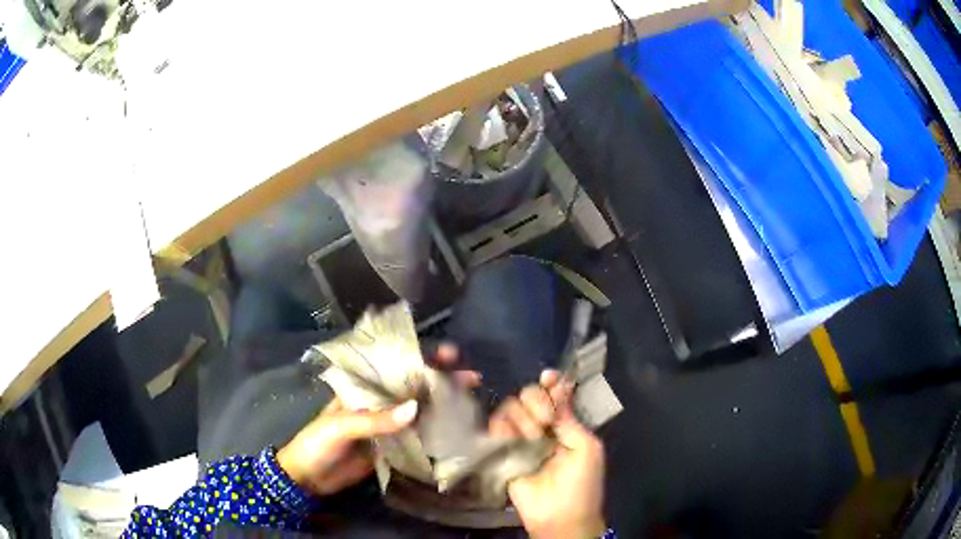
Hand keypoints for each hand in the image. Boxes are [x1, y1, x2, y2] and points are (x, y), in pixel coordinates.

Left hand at [276, 342, 475, 495]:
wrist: (308, 478)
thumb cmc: (317, 443)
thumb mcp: (340, 426)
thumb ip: (375, 419)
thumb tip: (415, 409)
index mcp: (361, 390)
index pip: (394, 368)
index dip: (421, 358)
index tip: (449, 354)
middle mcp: (377, 403)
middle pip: (412, 388)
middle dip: (439, 380)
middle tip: (470, 377)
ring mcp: (385, 426)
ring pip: (417, 411)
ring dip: (440, 404)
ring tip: (469, 399)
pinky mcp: (390, 447)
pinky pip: (415, 436)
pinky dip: (432, 431)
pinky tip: (452, 428)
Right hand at [490, 371, 606, 538]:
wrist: (560, 515)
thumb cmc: (582, 483)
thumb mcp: (587, 447)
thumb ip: (570, 419)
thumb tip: (557, 387)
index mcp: (565, 424)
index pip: (554, 394)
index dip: (551, 383)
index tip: (548, 378)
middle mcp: (541, 427)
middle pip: (529, 395)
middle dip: (538, 401)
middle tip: (547, 421)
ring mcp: (519, 439)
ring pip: (511, 409)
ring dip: (524, 418)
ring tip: (534, 438)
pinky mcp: (501, 452)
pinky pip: (495, 428)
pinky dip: (503, 427)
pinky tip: (516, 439)